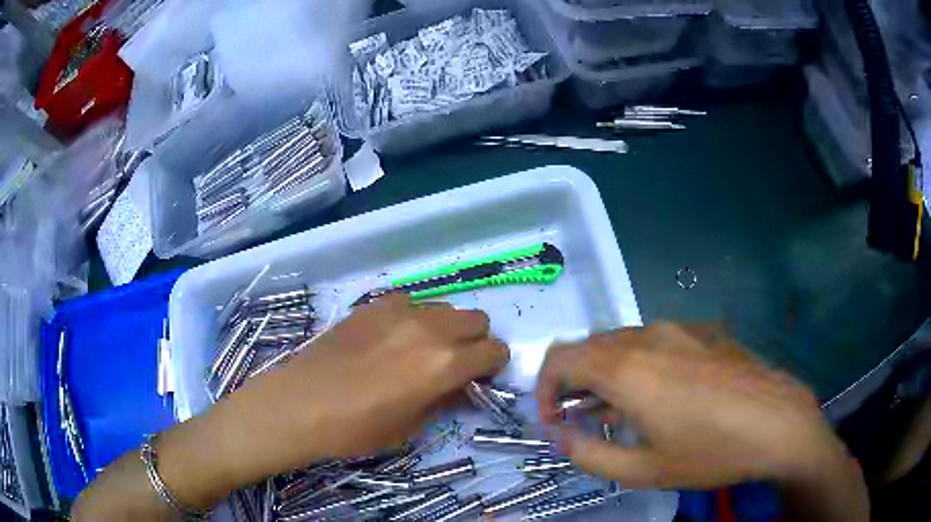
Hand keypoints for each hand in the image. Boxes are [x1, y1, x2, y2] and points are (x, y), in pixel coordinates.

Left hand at [158, 296, 508, 508]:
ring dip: (446, 327)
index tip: (482, 376)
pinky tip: (391, 338)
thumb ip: (445, 399)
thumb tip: (461, 385)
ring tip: (421, 349)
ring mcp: (399, 311)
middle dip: (475, 341)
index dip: (494, 364)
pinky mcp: (373, 305)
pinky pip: (410, 302)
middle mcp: (429, 328)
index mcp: (444, 363)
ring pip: (445, 307)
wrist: (301, 403)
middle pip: (477, 319)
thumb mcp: (411, 426)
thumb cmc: (357, 428)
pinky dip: (414, 317)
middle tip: (455, 362)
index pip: (494, 350)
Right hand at [537, 322, 855, 490]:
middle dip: (572, 382)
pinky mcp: (703, 331)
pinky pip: (655, 341)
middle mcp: (648, 336)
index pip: (560, 358)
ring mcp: (679, 328)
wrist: (778, 422)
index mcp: (628, 368)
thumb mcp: (644, 470)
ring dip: (606, 373)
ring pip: (622, 342)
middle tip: (581, 419)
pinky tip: (662, 395)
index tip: (553, 420)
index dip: (543, 388)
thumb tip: (559, 437)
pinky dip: (638, 364)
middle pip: (589, 347)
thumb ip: (589, 455)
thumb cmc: (710, 451)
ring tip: (621, 411)